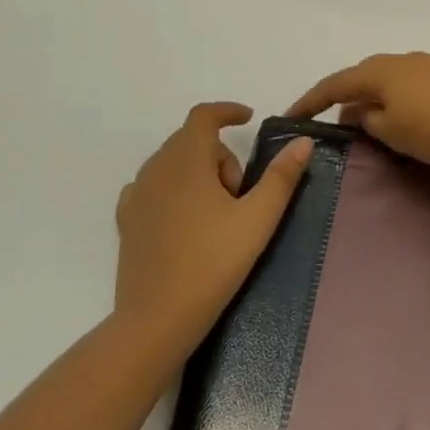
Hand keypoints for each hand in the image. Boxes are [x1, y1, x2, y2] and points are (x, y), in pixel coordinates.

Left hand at [114, 103, 313, 351]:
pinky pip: (154, 187)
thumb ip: (281, 176)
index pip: (203, 116)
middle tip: (241, 193)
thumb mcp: (258, 218)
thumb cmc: (214, 262)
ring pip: (172, 163)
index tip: (248, 118)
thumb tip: (302, 141)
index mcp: (186, 160)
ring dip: (198, 172)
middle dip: (221, 154)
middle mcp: (155, 168)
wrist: (158, 319)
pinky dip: (174, 190)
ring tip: (217, 212)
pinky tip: (187, 219)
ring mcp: (136, 195)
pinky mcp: (127, 221)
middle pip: (191, 141)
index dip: (227, 111)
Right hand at [288, 52, 429, 166]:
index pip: (334, 84)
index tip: (291, 117)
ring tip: (367, 123)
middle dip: (344, 98)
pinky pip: (408, 86)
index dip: (310, 101)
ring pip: (387, 81)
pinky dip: (395, 100)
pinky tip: (401, 117)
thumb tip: (356, 112)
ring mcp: (426, 65)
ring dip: (372, 100)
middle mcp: (399, 60)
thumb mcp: (391, 131)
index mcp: (378, 71)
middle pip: (362, 77)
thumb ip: (367, 120)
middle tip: (333, 122)